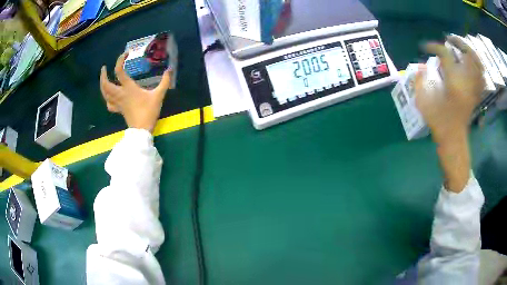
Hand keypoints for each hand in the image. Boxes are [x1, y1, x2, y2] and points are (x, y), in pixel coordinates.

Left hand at [100, 53, 172, 132]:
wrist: (142, 130)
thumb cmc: (149, 111)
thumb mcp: (159, 95)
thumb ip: (165, 81)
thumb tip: (170, 69)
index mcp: (128, 88)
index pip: (119, 71)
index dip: (120, 60)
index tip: (125, 54)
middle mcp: (120, 94)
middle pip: (105, 84)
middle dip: (103, 75)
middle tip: (104, 68)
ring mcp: (118, 103)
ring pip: (105, 94)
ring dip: (102, 86)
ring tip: (104, 79)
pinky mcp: (119, 110)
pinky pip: (109, 104)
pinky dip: (107, 99)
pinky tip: (109, 97)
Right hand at [415, 35, 484, 144]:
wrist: (453, 140)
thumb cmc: (438, 122)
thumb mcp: (423, 102)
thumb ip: (419, 81)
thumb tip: (421, 67)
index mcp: (453, 81)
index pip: (445, 53)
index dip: (433, 46)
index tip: (425, 48)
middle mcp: (466, 81)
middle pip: (467, 53)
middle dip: (458, 42)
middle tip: (449, 40)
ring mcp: (473, 88)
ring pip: (477, 63)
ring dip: (470, 52)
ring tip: (462, 49)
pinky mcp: (476, 94)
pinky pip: (481, 77)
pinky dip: (478, 67)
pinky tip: (472, 65)